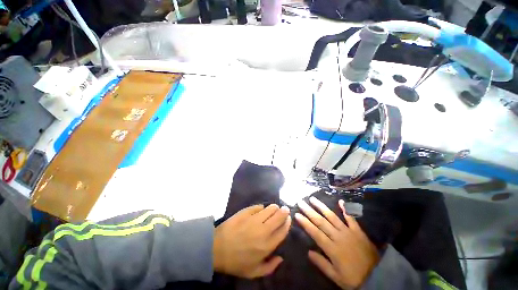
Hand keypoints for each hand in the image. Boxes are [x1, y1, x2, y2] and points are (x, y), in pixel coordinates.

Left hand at [213, 204, 290, 277]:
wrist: (217, 249)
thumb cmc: (236, 262)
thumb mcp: (254, 272)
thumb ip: (270, 267)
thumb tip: (281, 257)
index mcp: (267, 245)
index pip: (283, 230)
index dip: (287, 223)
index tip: (288, 218)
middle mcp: (264, 230)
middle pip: (279, 216)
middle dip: (284, 211)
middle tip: (284, 210)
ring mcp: (254, 219)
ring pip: (270, 208)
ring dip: (275, 207)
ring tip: (275, 208)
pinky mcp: (246, 212)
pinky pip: (258, 206)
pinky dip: (262, 207)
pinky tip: (262, 209)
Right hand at [295, 197, 378, 288]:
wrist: (377, 276)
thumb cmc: (354, 278)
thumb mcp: (336, 277)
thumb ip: (322, 264)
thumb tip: (308, 252)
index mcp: (332, 248)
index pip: (315, 233)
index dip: (305, 223)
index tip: (297, 214)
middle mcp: (338, 236)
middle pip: (321, 222)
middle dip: (309, 211)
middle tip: (301, 202)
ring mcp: (348, 232)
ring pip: (332, 217)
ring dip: (321, 207)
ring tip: (313, 199)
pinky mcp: (358, 231)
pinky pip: (351, 218)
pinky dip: (346, 209)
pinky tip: (340, 201)